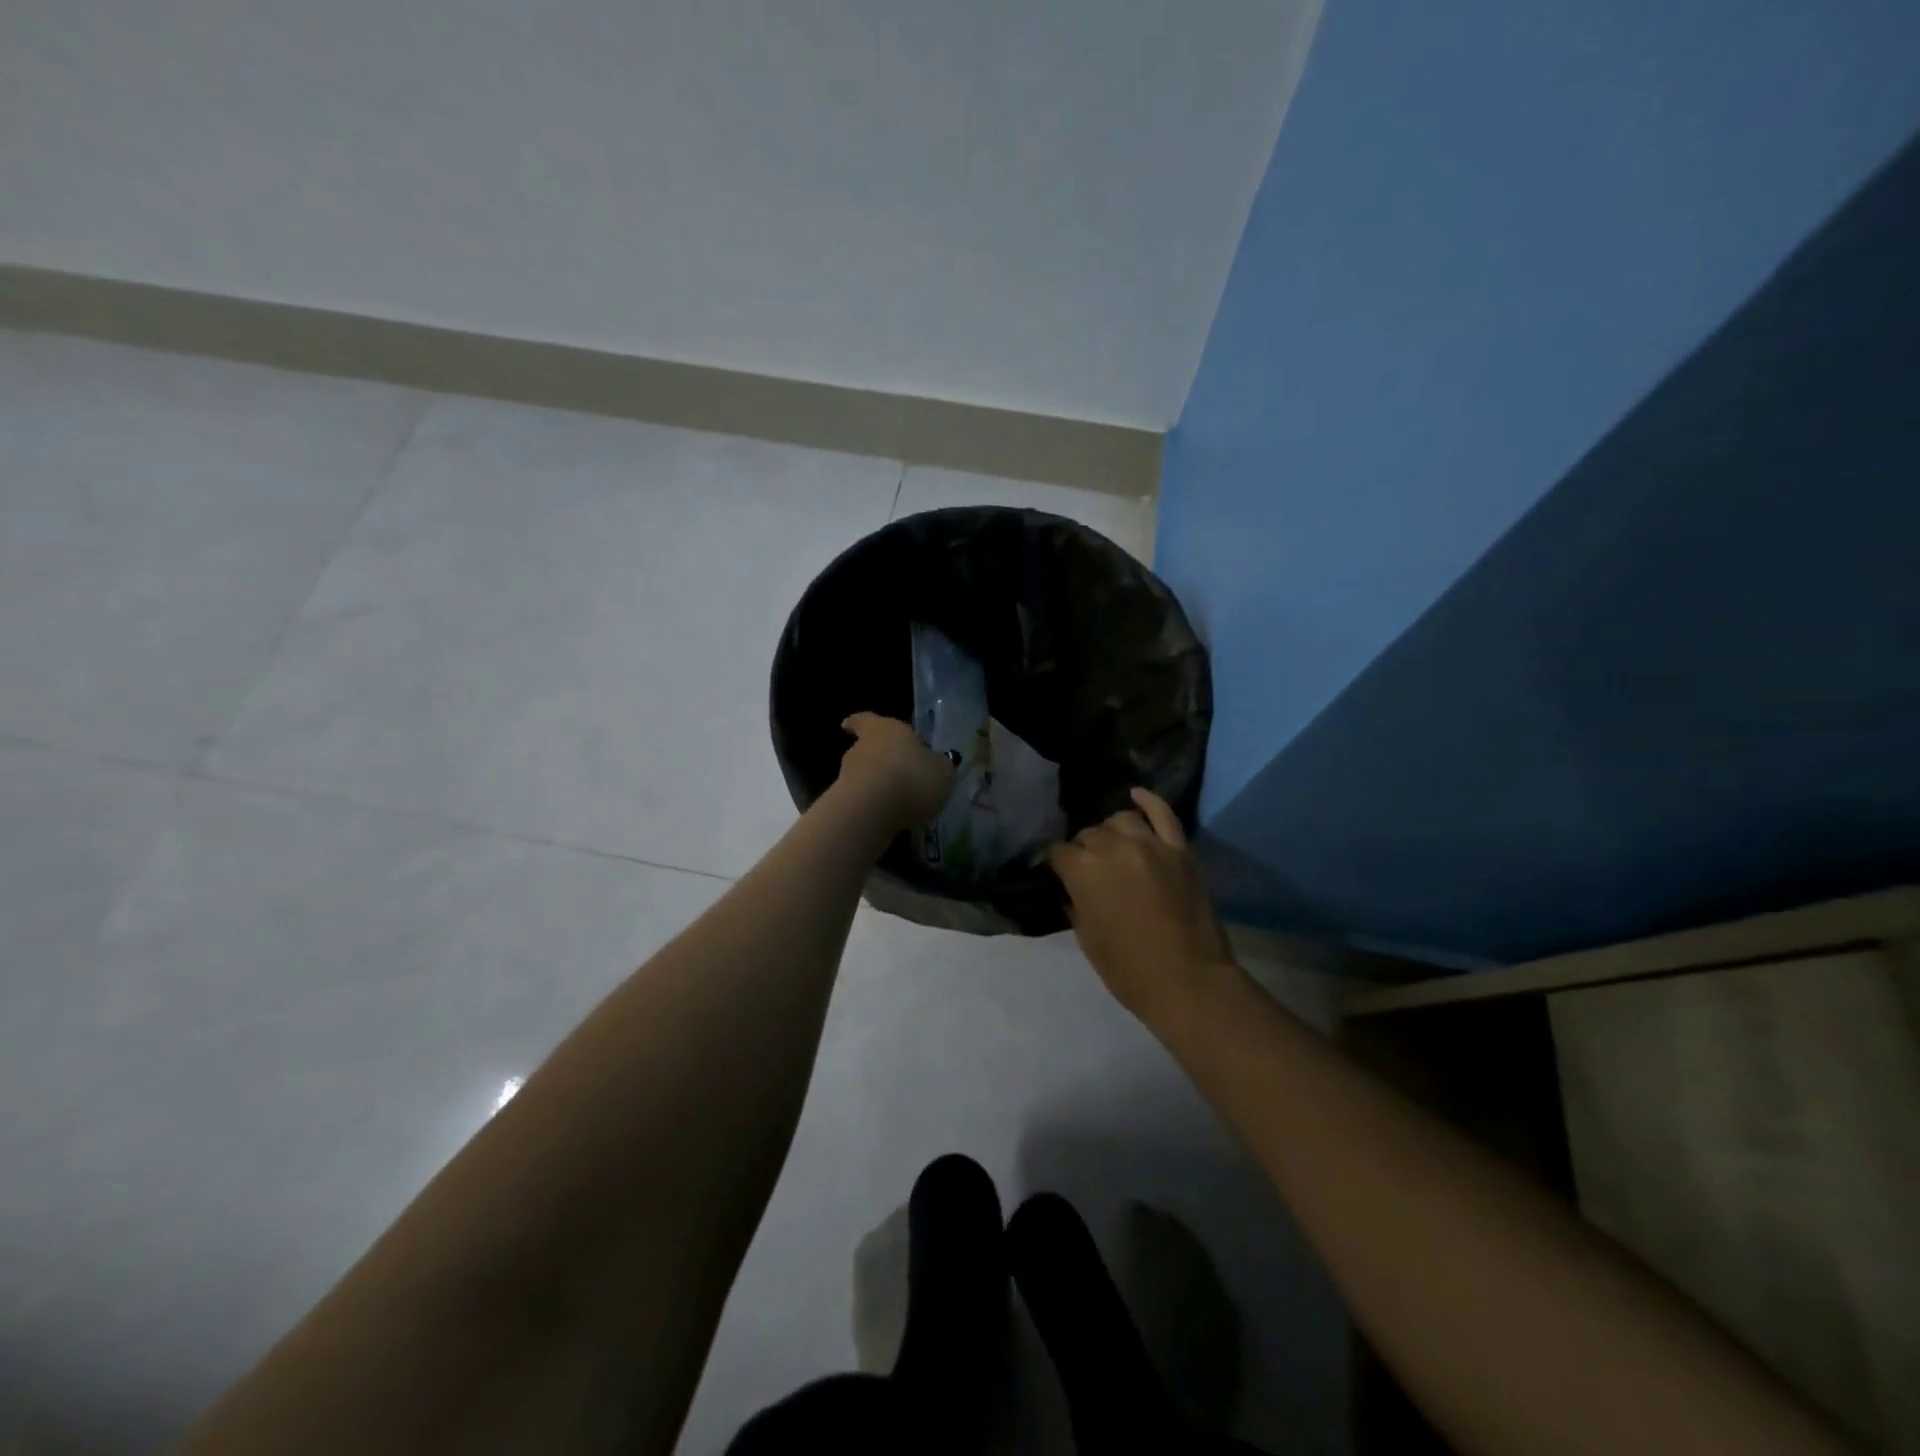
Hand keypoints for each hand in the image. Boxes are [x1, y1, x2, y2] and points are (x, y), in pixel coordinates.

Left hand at [836, 712, 956, 831]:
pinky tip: (889, 818)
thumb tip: (939, 763)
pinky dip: (873, 806)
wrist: (872, 811)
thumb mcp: (942, 772)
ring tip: (898, 801)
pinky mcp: (843, 802)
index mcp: (886, 729)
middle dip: (879, 760)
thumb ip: (940, 766)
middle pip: (867, 749)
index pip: (866, 720)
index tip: (849, 726)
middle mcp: (862, 747)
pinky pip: (861, 800)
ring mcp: (847, 775)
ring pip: (863, 775)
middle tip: (898, 773)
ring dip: (877, 785)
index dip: (860, 723)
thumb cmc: (912, 778)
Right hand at [1049, 788, 1239, 1029]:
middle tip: (1088, 870)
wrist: (1189, 982)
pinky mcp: (1180, 850)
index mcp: (1084, 871)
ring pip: (1121, 820)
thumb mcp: (1087, 939)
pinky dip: (1149, 801)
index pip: (1060, 853)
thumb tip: (1071, 889)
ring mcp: (1151, 845)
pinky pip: (1163, 814)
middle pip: (1089, 834)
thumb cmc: (1128, 970)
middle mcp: (1114, 848)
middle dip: (1083, 850)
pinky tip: (1136, 795)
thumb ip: (1075, 904)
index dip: (1058, 865)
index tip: (1061, 877)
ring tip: (1112, 847)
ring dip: (1111, 832)